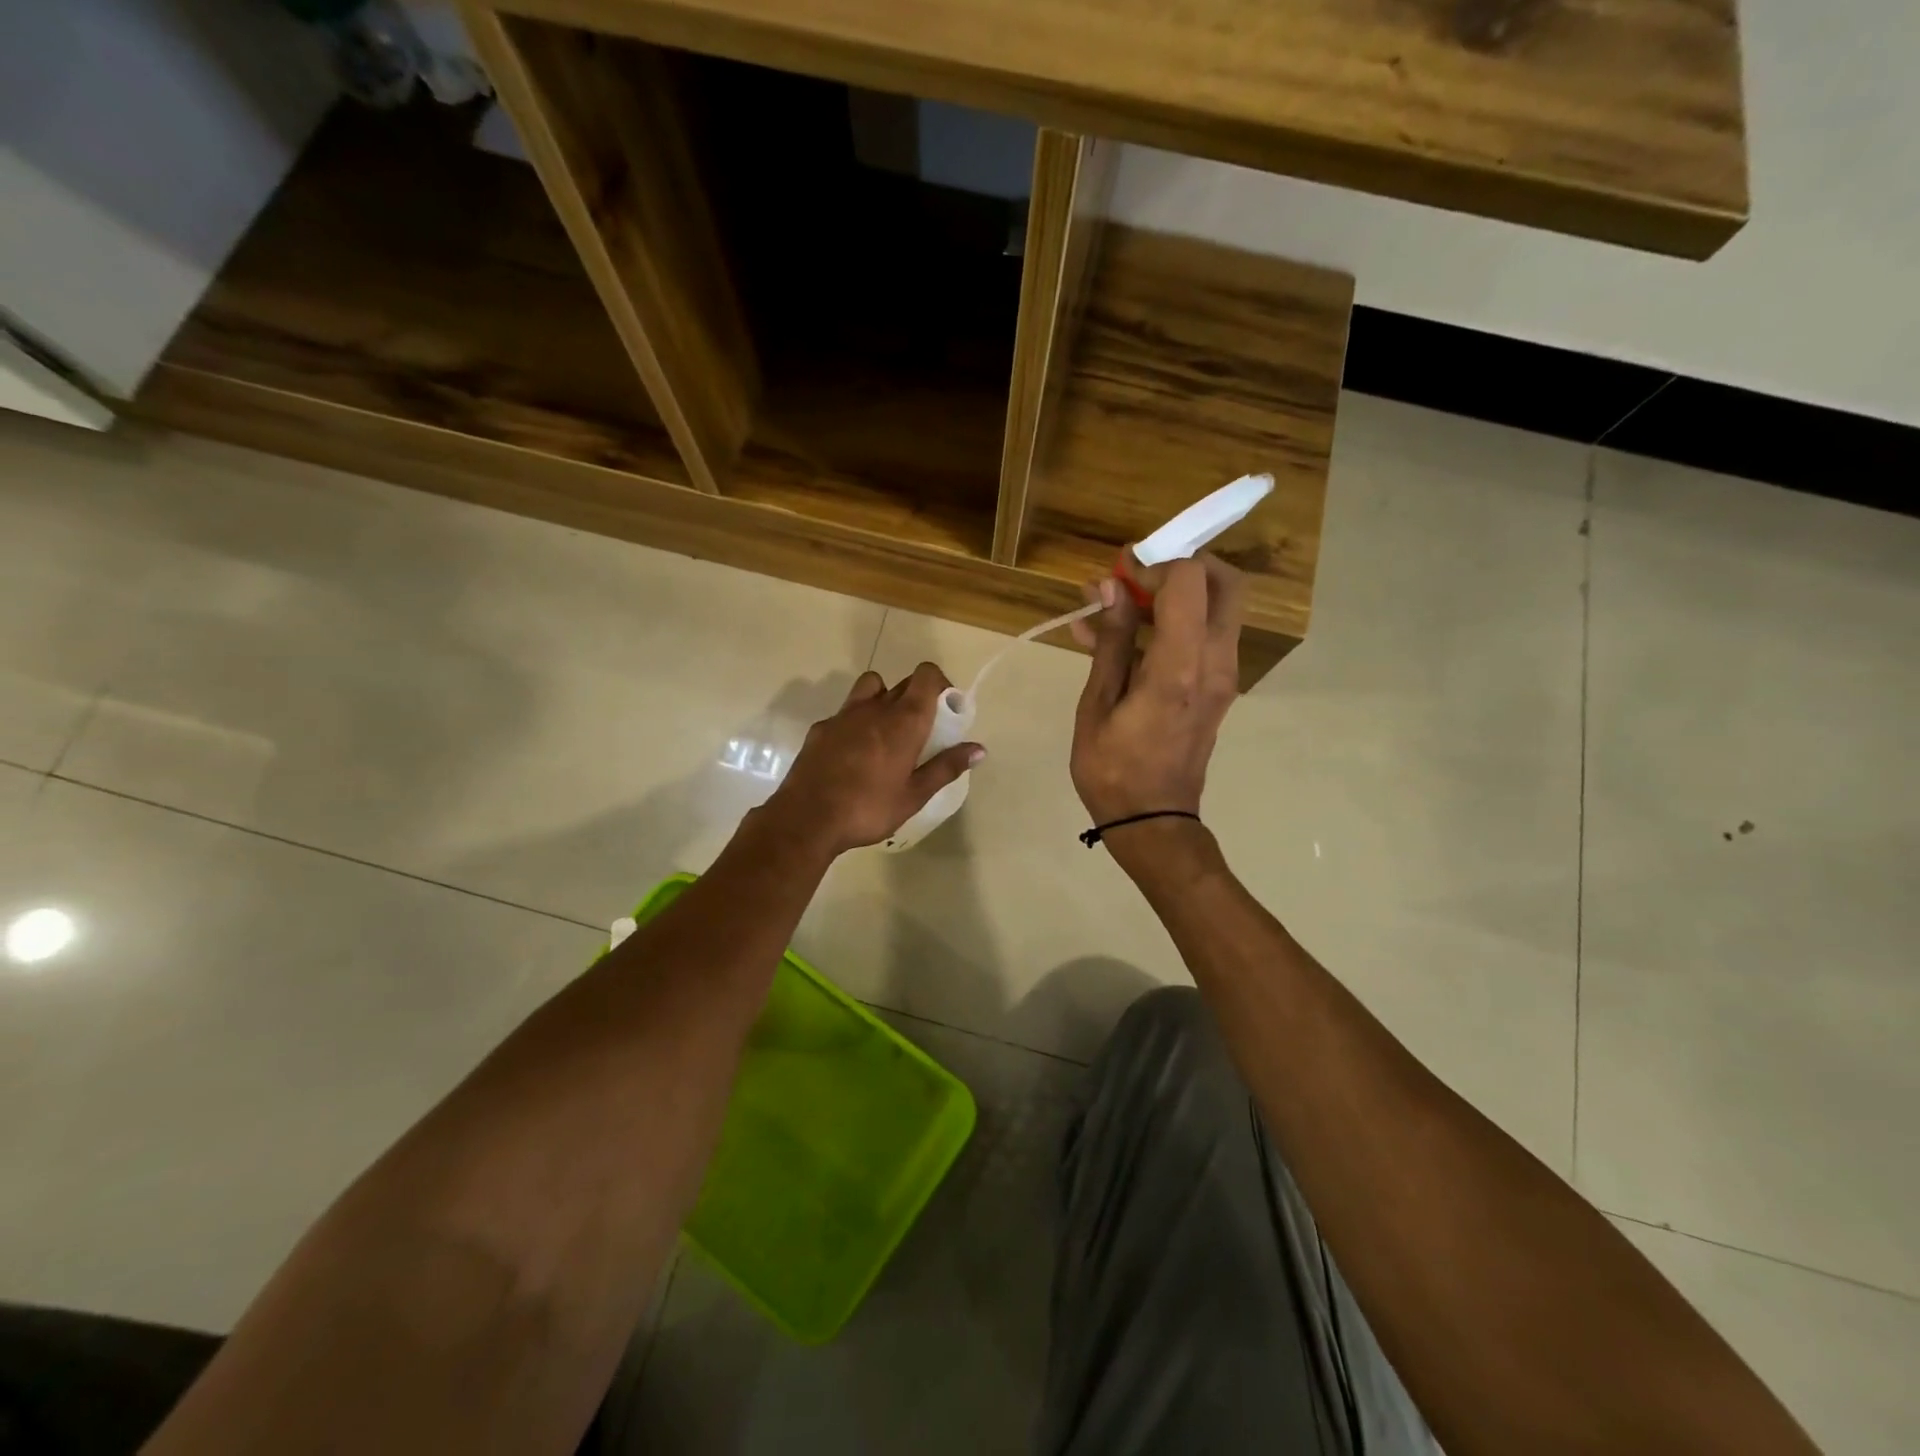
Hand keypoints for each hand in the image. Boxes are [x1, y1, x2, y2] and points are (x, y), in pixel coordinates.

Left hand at [763, 663, 983, 854]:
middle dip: (918, 696)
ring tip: (887, 732)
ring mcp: (844, 715)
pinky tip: (854, 753)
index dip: (939, 684)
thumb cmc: (868, 808)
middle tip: (922, 730)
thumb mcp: (914, 795)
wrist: (807, 819)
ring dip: (885, 699)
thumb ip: (946, 767)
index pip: (926, 675)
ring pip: (871, 688)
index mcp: (904, 721)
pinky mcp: (821, 728)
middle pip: (903, 682)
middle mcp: (875, 707)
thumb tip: (979, 749)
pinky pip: (846, 712)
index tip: (945, 710)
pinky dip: (857, 721)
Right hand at [1069, 556, 1244, 832]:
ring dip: (1175, 596)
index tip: (1117, 579)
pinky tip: (1124, 639)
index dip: (1152, 567)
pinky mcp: (1220, 688)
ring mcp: (1224, 676)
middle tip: (1136, 581)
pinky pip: (1206, 637)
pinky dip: (1175, 624)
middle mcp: (1214, 663)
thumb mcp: (1097, 704)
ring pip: (1219, 607)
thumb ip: (1112, 641)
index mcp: (1180, 666)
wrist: (1153, 822)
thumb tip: (1110, 587)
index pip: (1189, 580)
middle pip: (1225, 583)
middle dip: (1181, 568)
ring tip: (1116, 610)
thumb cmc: (1113, 770)